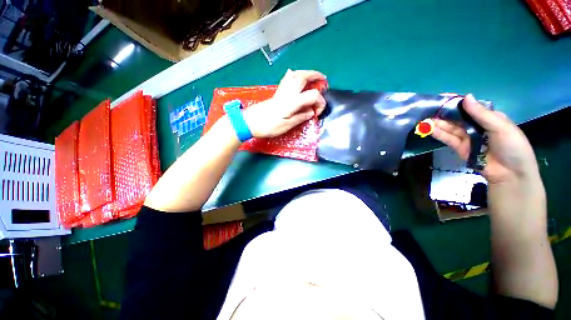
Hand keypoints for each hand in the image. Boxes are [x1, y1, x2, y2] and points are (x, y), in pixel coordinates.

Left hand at [243, 70, 326, 137]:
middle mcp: (288, 93)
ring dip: (305, 73)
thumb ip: (300, 117)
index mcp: (292, 102)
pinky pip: (286, 79)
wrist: (250, 122)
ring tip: (312, 77)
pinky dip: (293, 75)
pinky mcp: (277, 92)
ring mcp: (281, 91)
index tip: (317, 113)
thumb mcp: (287, 125)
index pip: (312, 95)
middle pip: (303, 77)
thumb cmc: (268, 126)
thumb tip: (311, 112)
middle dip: (315, 76)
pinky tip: (294, 75)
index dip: (320, 102)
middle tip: (323, 80)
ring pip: (295, 74)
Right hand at [432, 94, 539, 184]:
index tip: (442, 97)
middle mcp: (476, 126)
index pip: (470, 107)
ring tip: (422, 119)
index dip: (456, 102)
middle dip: (443, 113)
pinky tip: (428, 129)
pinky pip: (448, 139)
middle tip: (427, 109)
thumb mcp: (500, 127)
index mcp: (489, 117)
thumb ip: (481, 114)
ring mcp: (467, 138)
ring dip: (437, 123)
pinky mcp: (460, 148)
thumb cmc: (512, 147)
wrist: (510, 174)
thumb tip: (466, 97)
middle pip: (457, 117)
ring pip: (450, 128)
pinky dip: (438, 133)